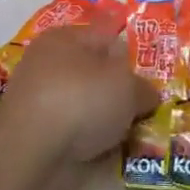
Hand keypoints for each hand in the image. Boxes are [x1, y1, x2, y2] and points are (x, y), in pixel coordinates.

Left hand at [3, 25, 158, 166]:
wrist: (33, 155)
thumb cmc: (81, 100)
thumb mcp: (127, 87)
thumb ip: (144, 88)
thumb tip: (146, 97)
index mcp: (64, 38)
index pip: (106, 34)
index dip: (132, 51)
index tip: (156, 69)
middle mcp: (49, 64)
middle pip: (97, 72)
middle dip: (122, 89)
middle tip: (152, 103)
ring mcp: (42, 101)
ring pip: (88, 105)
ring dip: (110, 118)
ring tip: (140, 130)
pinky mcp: (40, 136)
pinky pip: (79, 132)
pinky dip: (95, 140)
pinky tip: (117, 149)